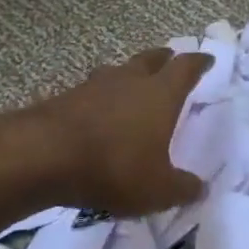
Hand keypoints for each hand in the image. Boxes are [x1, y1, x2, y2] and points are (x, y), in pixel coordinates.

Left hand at [27, 48, 211, 216]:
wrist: (42, 157)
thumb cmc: (114, 167)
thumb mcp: (158, 189)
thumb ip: (182, 188)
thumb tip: (200, 188)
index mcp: (160, 94)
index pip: (185, 68)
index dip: (199, 63)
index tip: (207, 60)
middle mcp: (129, 81)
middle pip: (151, 59)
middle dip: (164, 59)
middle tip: (170, 60)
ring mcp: (94, 86)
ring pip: (118, 71)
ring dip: (129, 75)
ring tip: (133, 84)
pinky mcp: (65, 98)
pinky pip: (91, 91)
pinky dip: (101, 97)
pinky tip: (98, 112)